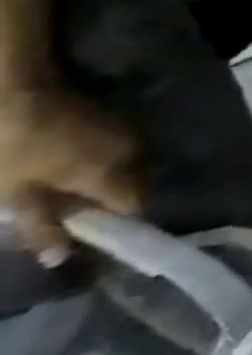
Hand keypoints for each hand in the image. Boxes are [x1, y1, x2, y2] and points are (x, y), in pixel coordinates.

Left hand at [0, 63, 139, 261]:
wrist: (16, 96)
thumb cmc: (12, 151)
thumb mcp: (15, 195)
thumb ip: (41, 226)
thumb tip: (60, 259)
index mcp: (111, 174)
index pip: (135, 205)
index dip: (120, 224)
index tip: (97, 238)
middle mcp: (131, 154)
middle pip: (135, 186)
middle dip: (110, 203)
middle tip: (73, 217)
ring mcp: (126, 135)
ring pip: (126, 168)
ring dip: (105, 184)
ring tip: (68, 193)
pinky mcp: (115, 125)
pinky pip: (117, 154)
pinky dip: (100, 167)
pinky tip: (69, 169)